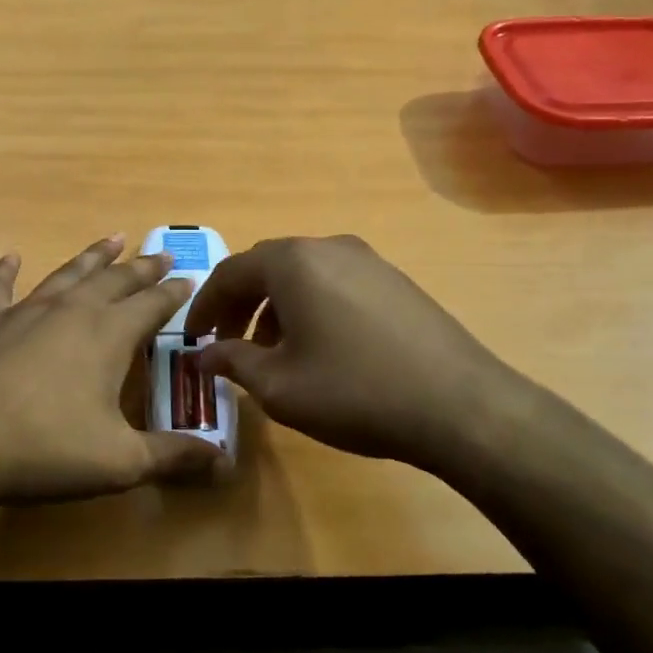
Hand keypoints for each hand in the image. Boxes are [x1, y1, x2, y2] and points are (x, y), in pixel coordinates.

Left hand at [0, 237, 220, 512]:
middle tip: (161, 252)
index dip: (174, 291)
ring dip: (92, 257)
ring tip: (112, 238)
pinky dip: (4, 272)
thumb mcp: (118, 463)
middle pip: (115, 280)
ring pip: (67, 274)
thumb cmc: (42, 449)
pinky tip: (9, 258)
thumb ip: (172, 457)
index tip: (189, 277)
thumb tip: (223, 460)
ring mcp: (23, 313)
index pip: (152, 304)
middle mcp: (70, 312)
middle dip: (142, 267)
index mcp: (108, 335)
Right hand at [187, 235, 537, 469]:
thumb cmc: (354, 392)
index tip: (193, 338)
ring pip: (303, 275)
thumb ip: (233, 361)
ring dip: (276, 306)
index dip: (205, 306)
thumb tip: (204, 355)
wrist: (459, 405)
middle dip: (240, 304)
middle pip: (266, 267)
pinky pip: (335, 283)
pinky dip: (311, 306)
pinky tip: (320, 347)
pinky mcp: (395, 280)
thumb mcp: (280, 386)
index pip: (230, 272)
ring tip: (273, 352)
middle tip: (228, 342)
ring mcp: (367, 260)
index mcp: (292, 262)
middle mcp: (328, 246)